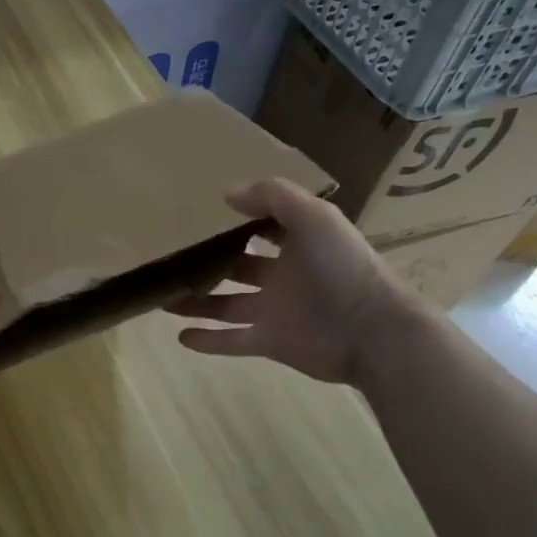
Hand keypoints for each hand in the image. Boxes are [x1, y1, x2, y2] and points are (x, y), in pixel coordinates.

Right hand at [168, 179, 400, 384]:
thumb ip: (273, 197)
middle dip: (211, 263)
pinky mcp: (269, 342)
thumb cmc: (343, 267)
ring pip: (226, 305)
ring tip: (164, 298)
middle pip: (238, 268)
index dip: (241, 221)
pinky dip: (207, 340)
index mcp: (298, 245)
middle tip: (174, 259)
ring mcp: (274, 311)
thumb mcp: (313, 217)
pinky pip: (231, 340)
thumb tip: (227, 194)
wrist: (372, 330)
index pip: (265, 229)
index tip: (205, 215)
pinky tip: (180, 335)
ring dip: (198, 303)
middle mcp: (283, 277)